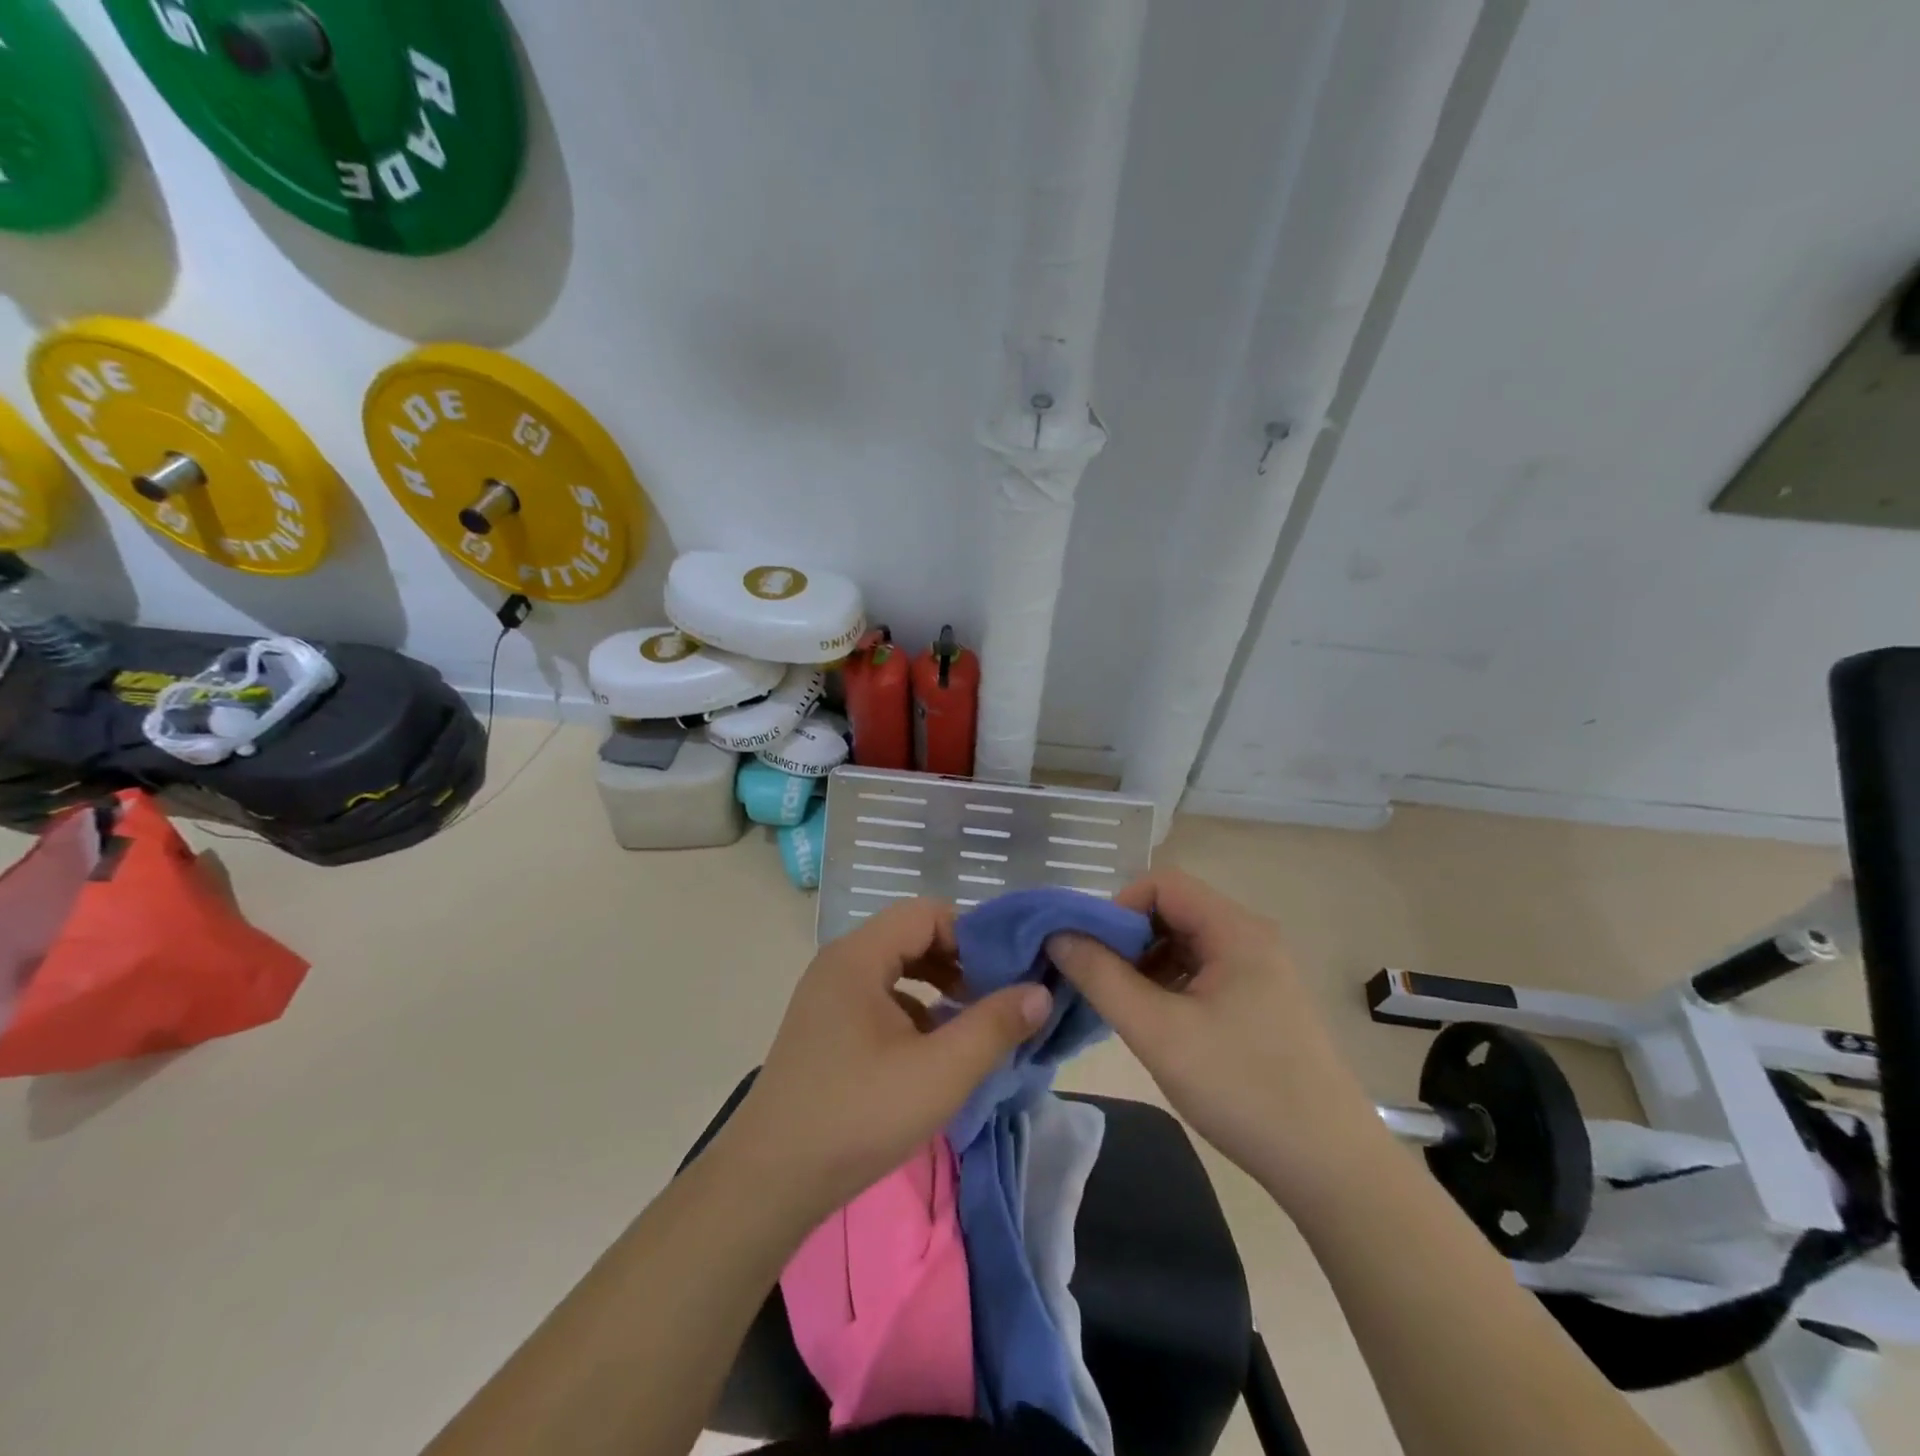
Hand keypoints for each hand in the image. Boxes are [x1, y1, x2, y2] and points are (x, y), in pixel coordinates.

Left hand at [712, 899, 1052, 1224]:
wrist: (770, 1181)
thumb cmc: (858, 1115)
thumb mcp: (940, 1072)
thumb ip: (994, 1026)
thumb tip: (1040, 991)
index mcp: (858, 956)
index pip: (927, 913)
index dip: (972, 934)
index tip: (1008, 971)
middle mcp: (840, 964)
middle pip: (910, 936)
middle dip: (959, 960)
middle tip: (996, 995)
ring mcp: (828, 997)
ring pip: (895, 969)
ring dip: (938, 986)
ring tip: (972, 1021)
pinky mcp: (825, 1029)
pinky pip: (878, 998)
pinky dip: (913, 1011)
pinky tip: (933, 1050)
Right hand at [1046, 870, 1386, 1198]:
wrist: (1331, 1168)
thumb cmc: (1242, 1088)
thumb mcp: (1157, 1031)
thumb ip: (1100, 977)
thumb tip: (1057, 935)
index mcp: (1235, 930)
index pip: (1161, 884)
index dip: (1117, 908)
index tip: (1091, 953)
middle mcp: (1250, 937)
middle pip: (1172, 911)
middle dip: (1127, 939)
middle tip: (1099, 983)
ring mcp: (1259, 971)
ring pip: (1184, 944)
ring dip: (1145, 965)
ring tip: (1122, 1008)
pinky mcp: (1260, 1002)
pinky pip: (1202, 972)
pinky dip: (1169, 986)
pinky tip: (1155, 1024)